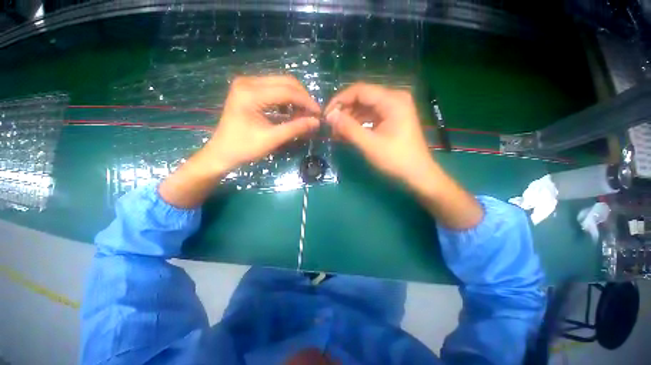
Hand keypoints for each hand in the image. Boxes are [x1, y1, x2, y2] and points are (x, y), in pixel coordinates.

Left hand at [205, 75, 320, 173]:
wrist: (222, 152)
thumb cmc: (244, 148)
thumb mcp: (272, 139)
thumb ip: (295, 128)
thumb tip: (316, 122)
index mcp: (250, 93)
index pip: (287, 91)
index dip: (306, 101)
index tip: (319, 114)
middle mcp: (248, 82)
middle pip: (285, 82)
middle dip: (303, 98)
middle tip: (313, 114)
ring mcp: (247, 84)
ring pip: (281, 84)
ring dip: (296, 98)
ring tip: (303, 115)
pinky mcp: (249, 90)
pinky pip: (274, 89)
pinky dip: (286, 100)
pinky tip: (291, 111)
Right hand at [324, 83, 482, 228]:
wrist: (418, 175)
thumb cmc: (396, 160)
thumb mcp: (369, 144)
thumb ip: (348, 128)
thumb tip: (329, 116)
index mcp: (392, 100)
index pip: (360, 90)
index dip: (340, 100)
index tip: (326, 115)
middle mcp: (394, 98)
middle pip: (362, 97)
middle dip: (344, 111)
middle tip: (331, 127)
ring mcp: (394, 108)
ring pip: (365, 107)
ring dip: (350, 118)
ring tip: (337, 133)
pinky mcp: (392, 119)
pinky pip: (371, 116)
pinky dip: (359, 124)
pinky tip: (349, 134)